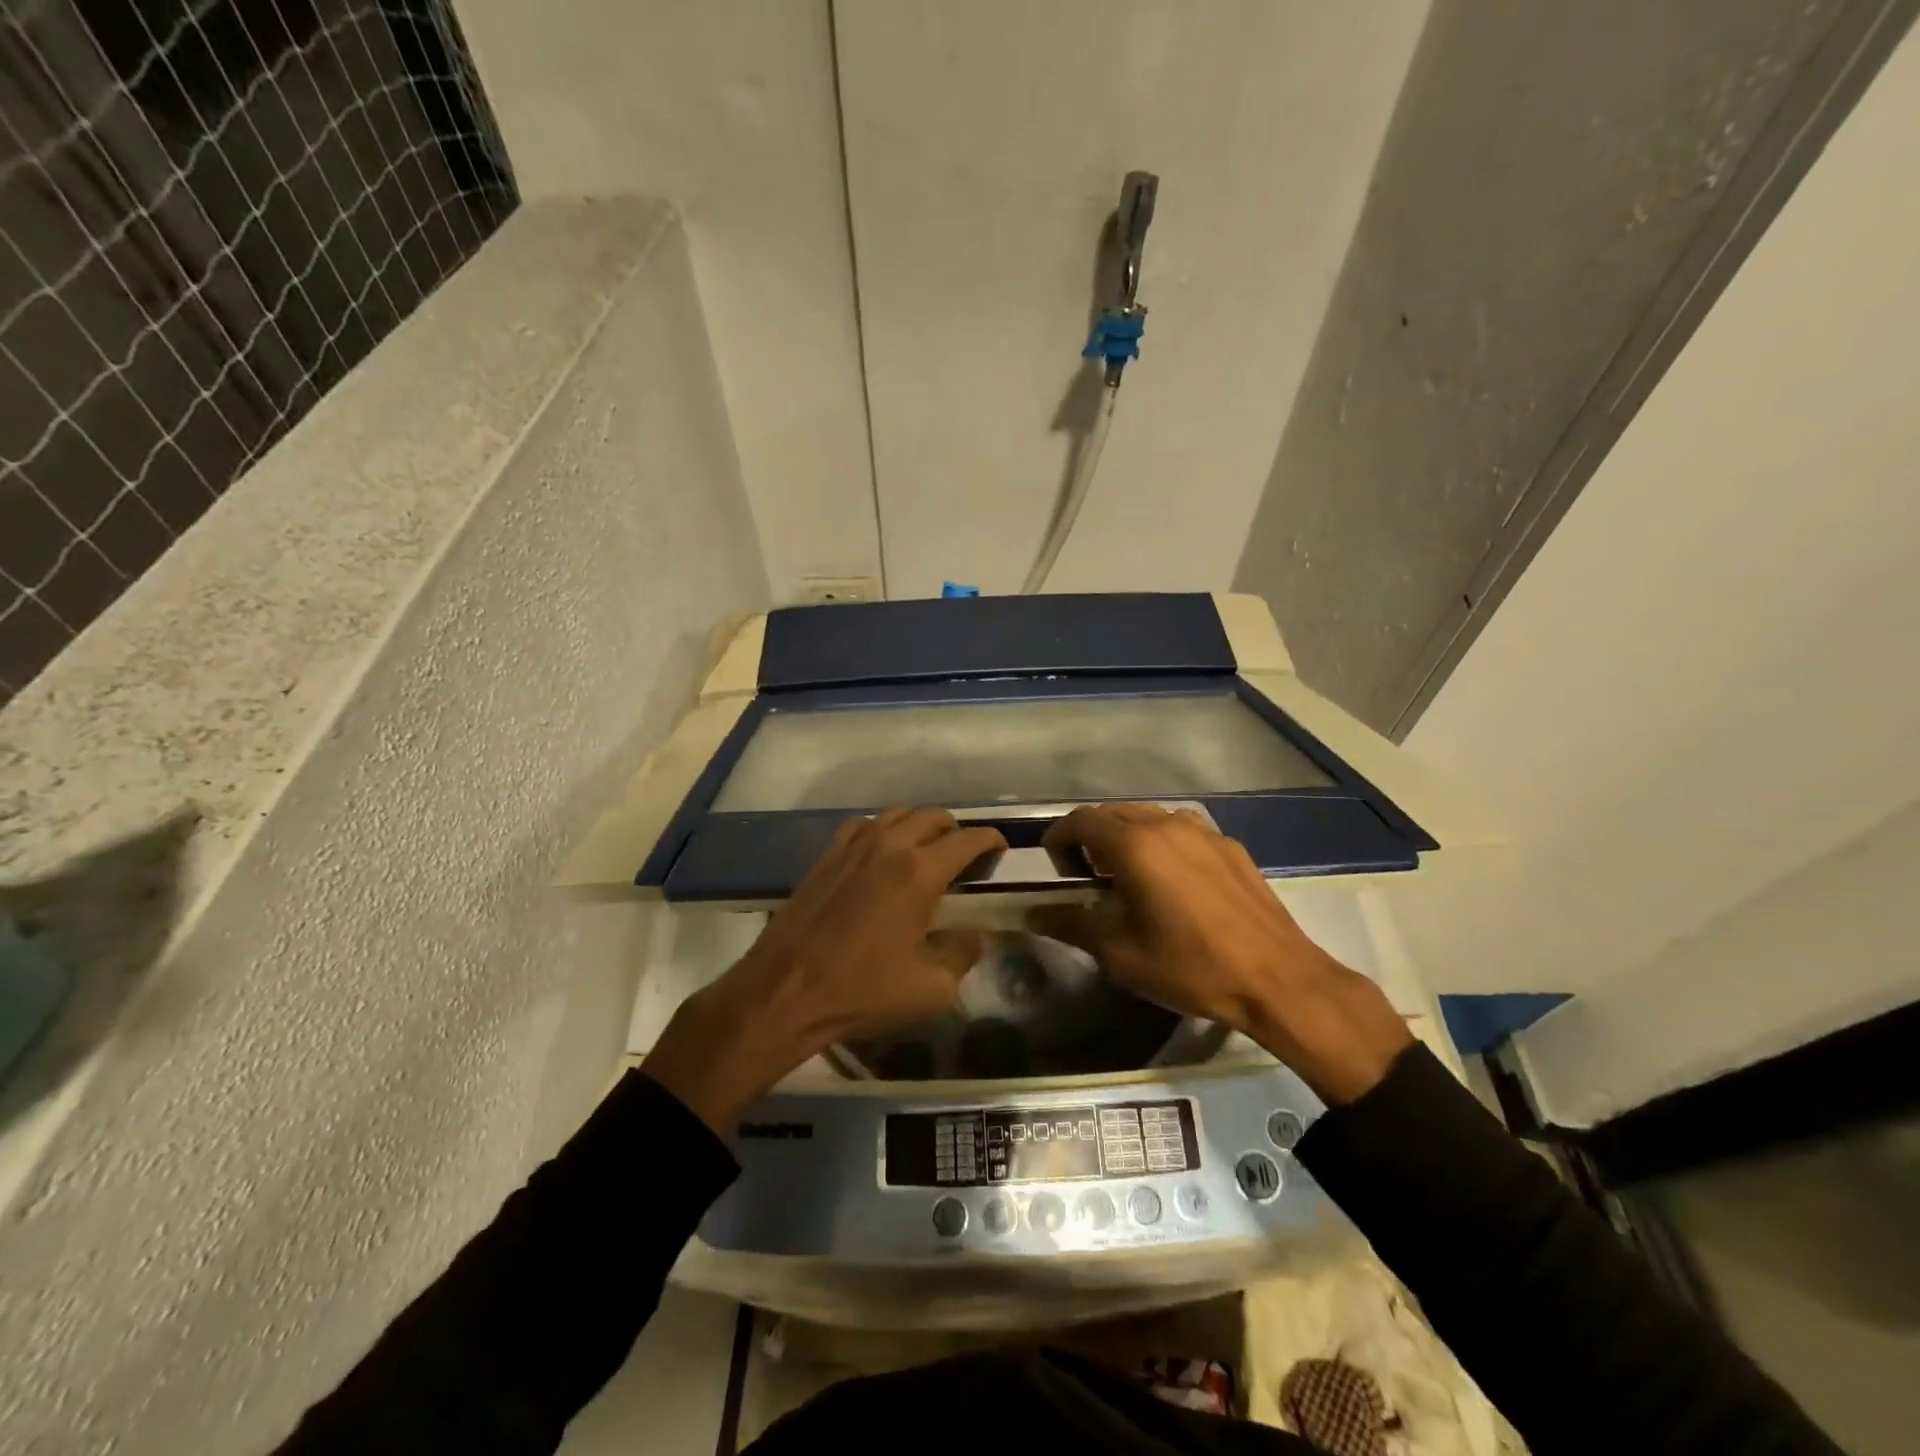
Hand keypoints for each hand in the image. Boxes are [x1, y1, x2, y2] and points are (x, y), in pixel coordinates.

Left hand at [644, 808, 1006, 1135]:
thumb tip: (975, 936)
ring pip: (898, 814)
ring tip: (927, 851)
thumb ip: (962, 955)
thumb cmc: (862, 991)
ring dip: (920, 826)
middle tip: (965, 858)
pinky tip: (882, 853)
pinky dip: (883, 830)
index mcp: (920, 872)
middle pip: (933, 817)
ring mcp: (853, 846)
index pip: (967, 840)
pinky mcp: (827, 855)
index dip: (990, 841)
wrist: (785, 992)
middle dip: (956, 831)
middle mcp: (889, 846)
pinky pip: (863, 825)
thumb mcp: (931, 989)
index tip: (1001, 850)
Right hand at [1028, 804, 1411, 1103]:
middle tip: (1085, 876)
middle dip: (1090, 837)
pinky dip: (1160, 844)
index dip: (1059, 838)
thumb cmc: (1189, 965)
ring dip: (1126, 837)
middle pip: (1114, 814)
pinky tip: (1170, 882)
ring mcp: (1203, 832)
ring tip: (1126, 877)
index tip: (1053, 867)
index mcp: (1134, 845)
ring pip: (1149, 818)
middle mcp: (1167, 825)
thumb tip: (1032, 913)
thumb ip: (1070, 923)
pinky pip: (1181, 831)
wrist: (1277, 979)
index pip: (1081, 820)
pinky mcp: (1229, 846)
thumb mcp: (1119, 953)